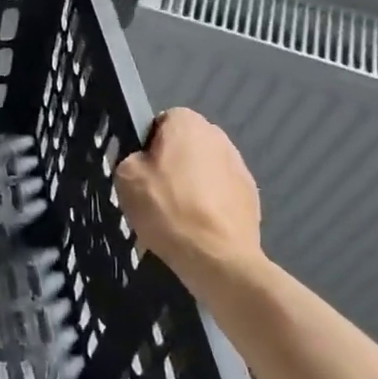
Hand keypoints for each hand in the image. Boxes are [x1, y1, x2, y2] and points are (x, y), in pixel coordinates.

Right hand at [115, 108, 266, 297]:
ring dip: (192, 183)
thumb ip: (130, 157)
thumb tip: (143, 161)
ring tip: (177, 214)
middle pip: (185, 145)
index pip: (160, 121)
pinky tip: (197, 226)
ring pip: (204, 168)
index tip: (140, 170)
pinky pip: (221, 192)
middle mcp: (218, 136)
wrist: (217, 256)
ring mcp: (239, 166)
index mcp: (187, 123)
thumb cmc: (166, 208)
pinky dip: (209, 203)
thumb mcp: (126, 177)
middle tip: (154, 192)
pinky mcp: (251, 195)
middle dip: (172, 162)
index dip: (147, 144)